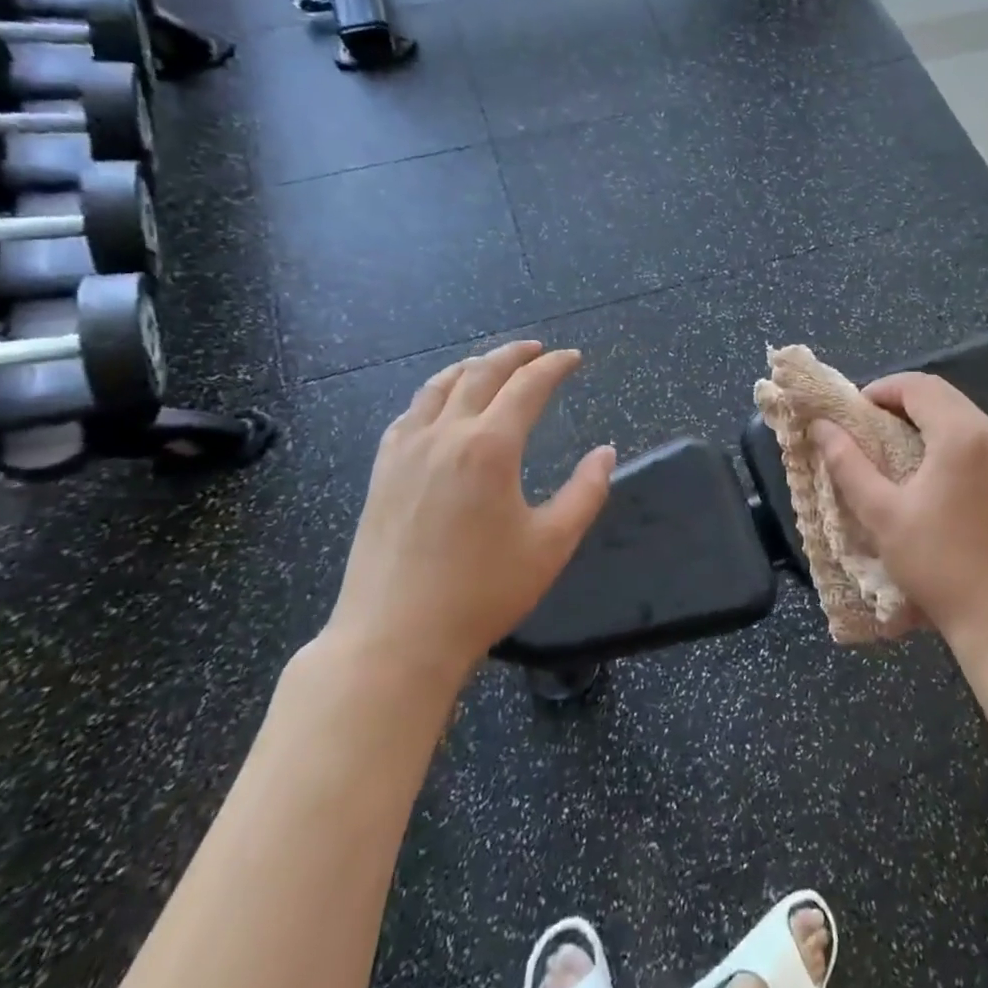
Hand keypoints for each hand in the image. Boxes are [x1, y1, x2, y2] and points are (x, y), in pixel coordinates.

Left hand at [323, 341, 615, 688]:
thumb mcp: (551, 545)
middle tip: (538, 349)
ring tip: (491, 363)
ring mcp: (406, 450)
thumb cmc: (482, 593)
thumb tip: (605, 453)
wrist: (394, 638)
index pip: (527, 386)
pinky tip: (440, 405)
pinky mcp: (382, 471)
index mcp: (490, 447)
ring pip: (439, 386)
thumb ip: (586, 493)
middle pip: (481, 373)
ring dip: (471, 366)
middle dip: (514, 354)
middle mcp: (445, 434)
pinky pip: (409, 414)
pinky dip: (433, 394)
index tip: (573, 358)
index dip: (554, 366)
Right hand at [810, 373, 987, 652]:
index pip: (918, 385)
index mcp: (962, 434)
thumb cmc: (940, 565)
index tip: (854, 412)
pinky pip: (983, 444)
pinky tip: (934, 478)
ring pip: (965, 419)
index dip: (881, 389)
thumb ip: (848, 464)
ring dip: (927, 423)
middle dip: (902, 403)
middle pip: (943, 397)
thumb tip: (821, 427)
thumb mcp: (883, 514)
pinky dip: (952, 444)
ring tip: (896, 453)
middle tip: (869, 429)